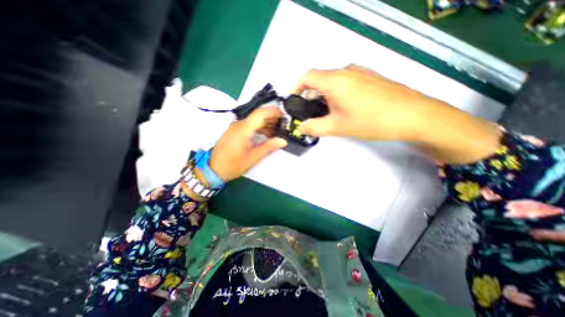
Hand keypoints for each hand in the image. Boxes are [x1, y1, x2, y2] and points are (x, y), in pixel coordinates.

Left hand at [207, 107, 286, 181]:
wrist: (213, 169)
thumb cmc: (233, 164)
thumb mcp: (253, 157)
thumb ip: (269, 147)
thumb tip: (283, 141)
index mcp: (244, 129)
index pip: (260, 113)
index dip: (274, 112)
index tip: (284, 115)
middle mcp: (239, 124)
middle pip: (258, 116)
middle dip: (272, 118)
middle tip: (283, 125)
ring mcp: (235, 127)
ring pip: (253, 121)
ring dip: (265, 124)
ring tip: (277, 131)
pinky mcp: (234, 132)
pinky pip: (249, 126)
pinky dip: (259, 128)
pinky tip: (265, 135)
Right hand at [297, 65, 497, 163]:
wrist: (413, 115)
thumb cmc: (371, 120)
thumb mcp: (338, 127)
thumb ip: (315, 127)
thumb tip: (301, 128)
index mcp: (335, 80)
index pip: (306, 76)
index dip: (296, 87)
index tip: (293, 101)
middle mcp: (346, 71)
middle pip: (319, 78)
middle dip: (309, 94)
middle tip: (309, 112)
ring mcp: (360, 72)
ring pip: (333, 81)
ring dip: (324, 94)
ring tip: (326, 112)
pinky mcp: (370, 78)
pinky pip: (346, 82)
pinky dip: (337, 92)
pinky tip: (343, 107)